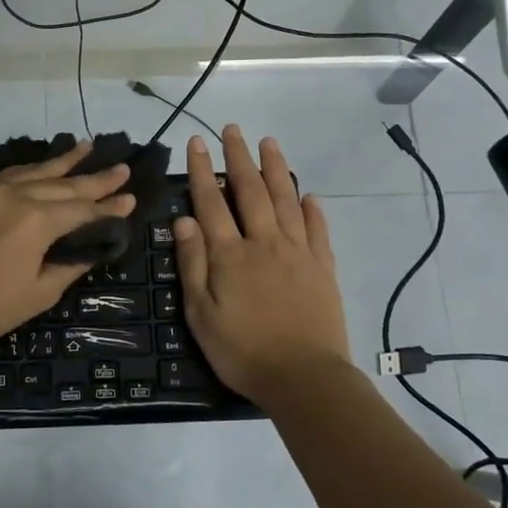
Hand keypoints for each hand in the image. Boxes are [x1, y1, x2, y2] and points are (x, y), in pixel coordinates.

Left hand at [0, 142, 134, 357]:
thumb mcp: (38, 294)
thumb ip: (68, 265)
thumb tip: (91, 249)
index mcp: (37, 221)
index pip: (82, 210)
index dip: (109, 207)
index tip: (131, 197)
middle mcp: (16, 196)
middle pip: (63, 185)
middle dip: (95, 178)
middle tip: (123, 167)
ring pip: (36, 171)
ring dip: (64, 161)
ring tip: (88, 146)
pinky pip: (10, 174)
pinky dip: (31, 169)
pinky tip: (43, 165)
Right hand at [173, 127, 351, 408]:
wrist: (304, 378)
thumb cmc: (242, 351)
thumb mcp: (201, 314)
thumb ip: (193, 265)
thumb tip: (184, 221)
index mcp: (230, 255)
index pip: (211, 203)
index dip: (201, 171)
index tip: (196, 142)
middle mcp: (264, 243)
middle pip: (251, 191)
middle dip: (239, 157)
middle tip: (232, 129)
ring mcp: (298, 253)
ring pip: (286, 200)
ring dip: (276, 169)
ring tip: (269, 143)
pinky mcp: (323, 267)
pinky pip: (318, 229)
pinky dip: (312, 209)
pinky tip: (308, 194)